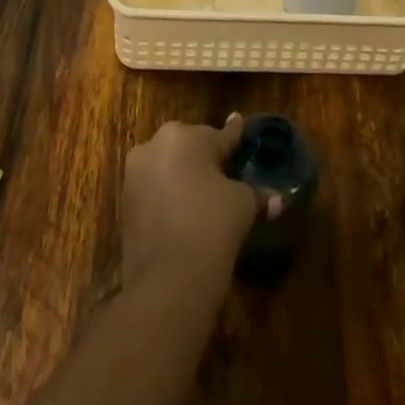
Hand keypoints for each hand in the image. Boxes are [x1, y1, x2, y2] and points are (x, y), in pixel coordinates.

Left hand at [121, 115, 271, 292]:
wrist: (167, 281)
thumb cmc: (211, 226)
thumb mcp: (243, 205)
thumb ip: (258, 194)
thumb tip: (279, 199)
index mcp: (184, 136)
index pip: (219, 135)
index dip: (234, 135)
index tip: (239, 123)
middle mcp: (154, 145)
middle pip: (189, 147)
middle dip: (206, 159)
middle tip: (227, 174)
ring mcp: (135, 174)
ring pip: (168, 167)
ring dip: (185, 177)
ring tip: (206, 196)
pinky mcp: (125, 202)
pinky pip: (154, 190)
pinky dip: (169, 196)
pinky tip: (185, 213)